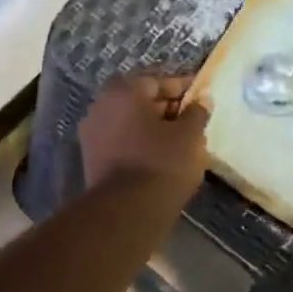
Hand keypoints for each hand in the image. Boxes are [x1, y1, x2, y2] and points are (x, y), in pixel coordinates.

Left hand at [78, 75, 208, 203]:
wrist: (126, 211)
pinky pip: (120, 141)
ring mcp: (91, 133)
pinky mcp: (91, 158)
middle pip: (138, 100)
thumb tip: (201, 101)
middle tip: (191, 119)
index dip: (181, 87)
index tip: (200, 96)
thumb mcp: (189, 136)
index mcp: (122, 92)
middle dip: (165, 107)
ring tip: (179, 140)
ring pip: (128, 122)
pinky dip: (139, 143)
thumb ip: (196, 113)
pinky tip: (159, 156)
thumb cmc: (162, 163)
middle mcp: (100, 106)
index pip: (156, 81)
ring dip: (151, 127)